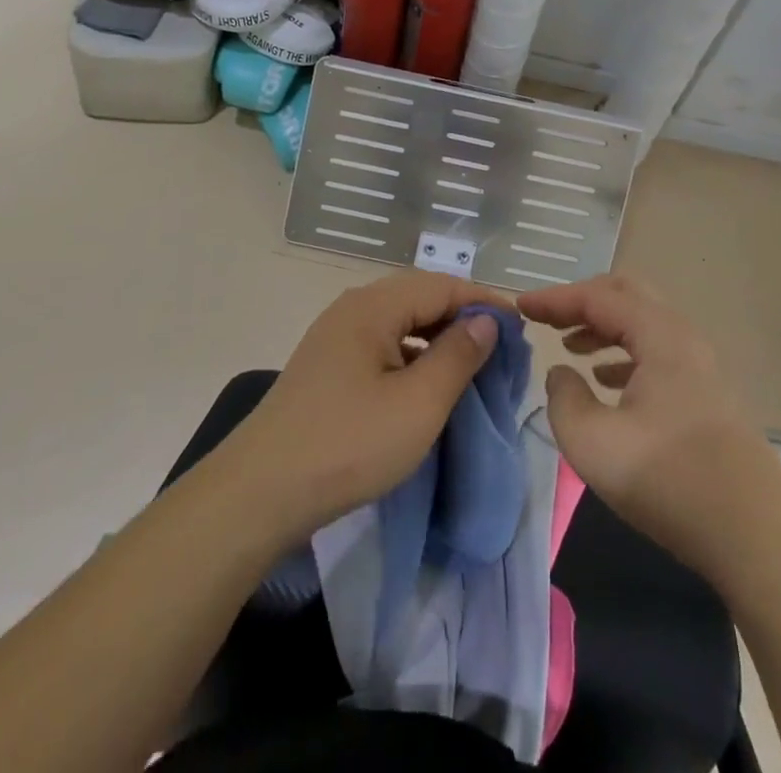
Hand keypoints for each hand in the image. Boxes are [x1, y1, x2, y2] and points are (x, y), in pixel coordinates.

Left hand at [224, 273, 508, 543]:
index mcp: (373, 306)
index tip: (520, 327)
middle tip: (499, 348)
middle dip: (462, 317)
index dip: (484, 301)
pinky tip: (425, 386)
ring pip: (400, 323)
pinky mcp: (327, 367)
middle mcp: (353, 309)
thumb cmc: (347, 445)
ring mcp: (335, 338)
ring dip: (437, 338)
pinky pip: (382, 346)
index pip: (442, 285)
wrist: (259, 494)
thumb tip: (486, 322)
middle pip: (419, 298)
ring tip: (470, 366)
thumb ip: (457, 356)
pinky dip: (412, 357)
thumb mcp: (417, 404)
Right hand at [519, 275, 780, 585]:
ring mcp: (700, 366)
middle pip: (627, 294)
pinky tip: (607, 381)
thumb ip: (563, 398)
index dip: (554, 299)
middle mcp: (683, 337)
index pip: (597, 297)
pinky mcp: (707, 395)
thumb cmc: (669, 481)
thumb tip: (561, 373)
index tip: (520, 306)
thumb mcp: (593, 443)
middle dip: (583, 300)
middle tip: (549, 318)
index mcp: (659, 336)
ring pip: (644, 324)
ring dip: (604, 327)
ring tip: (570, 348)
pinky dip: (625, 353)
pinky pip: (657, 352)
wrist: (757, 536)